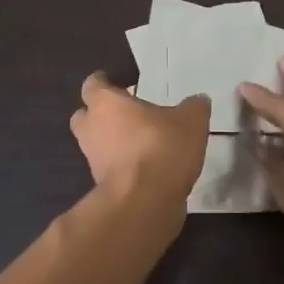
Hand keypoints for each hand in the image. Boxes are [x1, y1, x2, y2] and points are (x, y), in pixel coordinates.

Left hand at [69, 71, 209, 208]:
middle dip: (101, 113)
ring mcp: (93, 160)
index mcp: (106, 103)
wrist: (146, 201)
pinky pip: (109, 168)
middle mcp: (91, 128)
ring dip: (112, 142)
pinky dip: (122, 165)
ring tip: (142, 142)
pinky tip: (148, 166)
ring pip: (96, 143)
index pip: (93, 84)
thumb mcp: (191, 120)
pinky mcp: (101, 186)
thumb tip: (198, 101)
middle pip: (85, 115)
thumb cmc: (162, 146)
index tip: (122, 83)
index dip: (106, 82)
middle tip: (127, 113)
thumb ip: (194, 107)